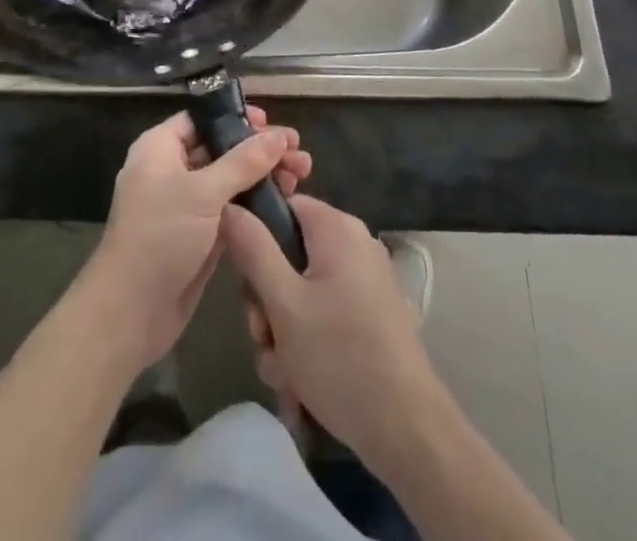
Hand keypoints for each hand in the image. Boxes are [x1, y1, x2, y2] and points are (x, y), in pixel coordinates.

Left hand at [77, 106, 310, 373]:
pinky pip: (231, 209)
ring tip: (302, 176)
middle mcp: (172, 170)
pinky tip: (285, 203)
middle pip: (221, 148)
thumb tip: (279, 135)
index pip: (202, 119)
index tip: (272, 125)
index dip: (237, 118)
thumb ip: (243, 162)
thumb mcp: (203, 193)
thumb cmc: (161, 237)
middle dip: (260, 150)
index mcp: (160, 148)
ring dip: (263, 176)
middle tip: (299, 155)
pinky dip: (255, 204)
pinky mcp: (199, 235)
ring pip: (230, 180)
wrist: (131, 311)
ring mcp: (185, 205)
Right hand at [222, 194, 440, 466]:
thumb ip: (252, 248)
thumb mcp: (283, 302)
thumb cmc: (339, 356)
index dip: (255, 236)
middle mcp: (354, 245)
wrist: (408, 432)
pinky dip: (306, 343)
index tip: (242, 278)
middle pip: (289, 254)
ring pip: (302, 292)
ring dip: (282, 330)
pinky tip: (299, 383)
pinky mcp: (370, 317)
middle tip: (262, 334)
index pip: (283, 206)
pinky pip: (323, 314)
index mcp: (337, 228)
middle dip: (267, 300)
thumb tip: (229, 204)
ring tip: (281, 371)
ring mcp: (365, 282)